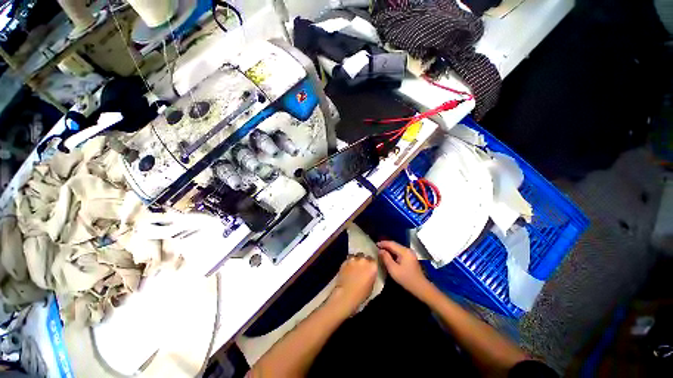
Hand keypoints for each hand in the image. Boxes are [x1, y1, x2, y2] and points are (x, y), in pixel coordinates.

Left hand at [329, 253, 377, 315]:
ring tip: (354, 267)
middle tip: (362, 267)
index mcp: (373, 267)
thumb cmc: (361, 294)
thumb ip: (372, 276)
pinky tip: (347, 269)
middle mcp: (364, 260)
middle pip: (365, 257)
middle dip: (364, 261)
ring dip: (356, 261)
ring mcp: (354, 259)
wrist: (346, 294)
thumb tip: (370, 273)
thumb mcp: (372, 286)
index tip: (370, 268)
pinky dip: (349, 263)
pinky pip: (349, 259)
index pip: (374, 261)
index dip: (371, 264)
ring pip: (356, 256)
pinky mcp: (345, 261)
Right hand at [378, 241, 431, 298]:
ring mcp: (410, 253)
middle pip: (394, 244)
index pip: (391, 244)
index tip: (375, 244)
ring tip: (380, 250)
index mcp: (404, 251)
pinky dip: (393, 252)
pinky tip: (388, 255)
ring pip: (397, 248)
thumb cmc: (406, 279)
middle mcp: (407, 250)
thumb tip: (380, 250)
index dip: (382, 243)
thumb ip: (386, 258)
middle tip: (376, 247)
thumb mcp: (393, 269)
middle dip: (385, 245)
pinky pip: (399, 251)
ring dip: (389, 248)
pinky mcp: (410, 257)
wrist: (420, 287)